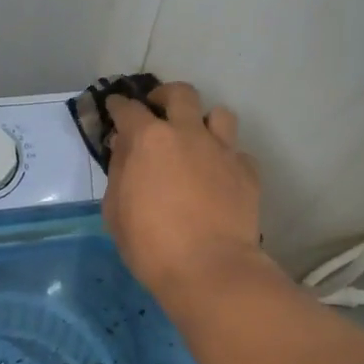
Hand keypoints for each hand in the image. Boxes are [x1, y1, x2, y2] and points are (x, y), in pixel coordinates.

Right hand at [102, 81, 276, 305]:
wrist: (210, 269)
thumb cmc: (151, 245)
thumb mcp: (116, 211)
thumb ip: (119, 170)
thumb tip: (124, 146)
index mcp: (151, 140)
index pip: (130, 109)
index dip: (119, 106)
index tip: (116, 108)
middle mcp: (189, 134)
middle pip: (181, 94)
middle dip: (165, 96)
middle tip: (158, 110)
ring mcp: (223, 150)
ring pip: (219, 114)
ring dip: (205, 121)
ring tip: (197, 138)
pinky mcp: (247, 171)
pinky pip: (237, 152)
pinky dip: (226, 158)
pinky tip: (220, 176)